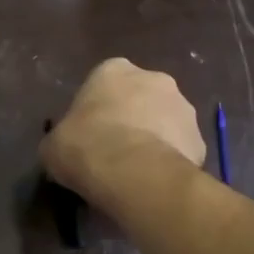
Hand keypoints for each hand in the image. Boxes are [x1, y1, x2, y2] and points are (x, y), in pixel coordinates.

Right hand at [41, 58, 205, 203]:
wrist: (134, 173)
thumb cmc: (85, 147)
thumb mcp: (52, 146)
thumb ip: (60, 140)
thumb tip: (63, 150)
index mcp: (113, 70)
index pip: (103, 83)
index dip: (95, 110)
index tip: (88, 135)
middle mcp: (154, 78)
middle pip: (139, 98)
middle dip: (130, 120)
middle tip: (113, 152)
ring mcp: (183, 107)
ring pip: (164, 122)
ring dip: (153, 139)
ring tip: (135, 173)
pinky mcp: (201, 140)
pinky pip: (180, 150)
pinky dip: (169, 162)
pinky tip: (154, 184)